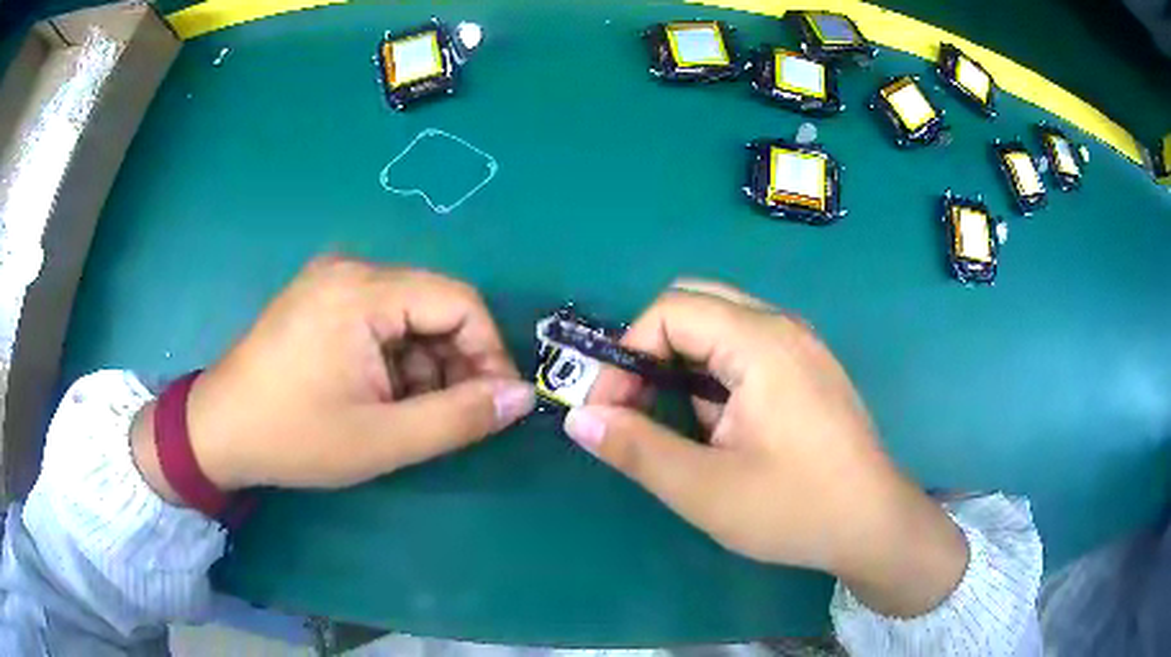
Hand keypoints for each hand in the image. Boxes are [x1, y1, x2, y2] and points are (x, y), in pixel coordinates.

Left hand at [132, 257, 533, 494]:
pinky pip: (380, 320)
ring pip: (409, 316)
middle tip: (452, 416)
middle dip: (455, 363)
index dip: (489, 351)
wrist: (218, 431)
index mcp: (362, 292)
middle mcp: (350, 270)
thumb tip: (524, 397)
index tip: (495, 403)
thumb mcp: (383, 439)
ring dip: (424, 365)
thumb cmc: (295, 437)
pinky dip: (395, 359)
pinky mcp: (321, 299)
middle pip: (433, 306)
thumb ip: (460, 418)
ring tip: (407, 414)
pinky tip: (379, 396)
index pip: (459, 302)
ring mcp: (332, 281)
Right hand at [567, 280, 967, 616]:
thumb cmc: (795, 509)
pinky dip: (713, 376)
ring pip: (719, 327)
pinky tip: (722, 428)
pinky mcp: (807, 368)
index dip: (625, 355)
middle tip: (635, 407)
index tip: (609, 410)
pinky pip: (745, 349)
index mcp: (761, 342)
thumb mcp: (705, 490)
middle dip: (649, 351)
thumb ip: (636, 448)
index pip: (669, 311)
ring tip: (682, 427)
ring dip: (682, 366)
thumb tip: (578, 417)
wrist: (873, 525)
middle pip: (693, 306)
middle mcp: (782, 327)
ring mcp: (800, 346)